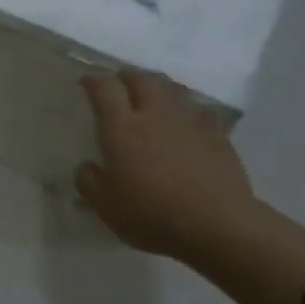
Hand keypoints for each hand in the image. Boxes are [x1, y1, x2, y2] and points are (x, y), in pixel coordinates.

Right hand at [75, 71, 258, 260]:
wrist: (217, 226)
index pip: (105, 89)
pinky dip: (188, 109)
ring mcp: (190, 122)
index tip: (86, 83)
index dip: (93, 81)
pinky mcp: (218, 135)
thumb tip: (89, 166)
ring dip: (158, 88)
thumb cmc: (151, 214)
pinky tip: (187, 120)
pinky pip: (200, 110)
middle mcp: (155, 115)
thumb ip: (89, 181)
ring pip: (173, 89)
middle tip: (119, 86)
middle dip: (127, 78)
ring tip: (152, 97)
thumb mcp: (104, 205)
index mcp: (122, 129)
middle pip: (142, 79)